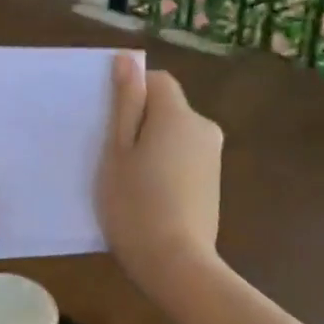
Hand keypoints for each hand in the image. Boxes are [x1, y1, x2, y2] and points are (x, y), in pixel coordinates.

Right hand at [99, 58, 223, 299]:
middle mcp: (204, 127)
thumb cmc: (135, 204)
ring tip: (130, 180)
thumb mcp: (118, 151)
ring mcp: (213, 156)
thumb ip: (126, 103)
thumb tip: (127, 60)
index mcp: (178, 114)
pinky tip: (150, 196)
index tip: (109, 125)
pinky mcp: (213, 182)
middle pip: (167, 108)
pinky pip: (184, 157)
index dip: (131, 94)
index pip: (157, 80)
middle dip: (141, 122)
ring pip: (175, 134)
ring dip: (153, 145)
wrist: (176, 263)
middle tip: (112, 157)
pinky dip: (166, 166)